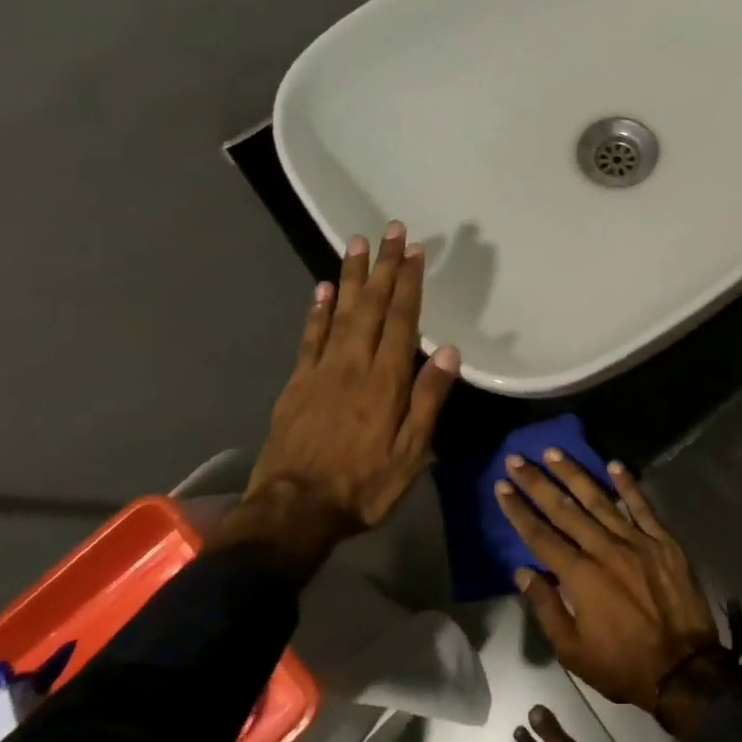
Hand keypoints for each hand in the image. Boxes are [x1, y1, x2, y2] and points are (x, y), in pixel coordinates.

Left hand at [219, 221, 459, 578]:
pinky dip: (318, 310)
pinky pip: (310, 337)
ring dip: (353, 276)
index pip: (401, 320)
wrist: (294, 510)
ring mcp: (321, 371)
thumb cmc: (363, 485)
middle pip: (372, 307)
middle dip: (385, 266)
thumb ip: (428, 399)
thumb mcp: (412, 452)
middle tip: (392, 230)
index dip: (410, 283)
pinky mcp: (297, 383)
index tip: (416, 251)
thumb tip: (448, 350)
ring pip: (341, 313)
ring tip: (358, 243)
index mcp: (386, 381)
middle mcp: (354, 365)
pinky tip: (325, 288)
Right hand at [495, 450, 718, 711]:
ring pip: (600, 499)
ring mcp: (636, 541)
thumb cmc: (622, 665)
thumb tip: (523, 571)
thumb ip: (546, 607)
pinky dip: (628, 484)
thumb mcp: (572, 650)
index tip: (502, 487)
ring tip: (554, 452)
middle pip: (565, 509)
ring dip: (575, 474)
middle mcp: (604, 549)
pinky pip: (643, 506)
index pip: (540, 535)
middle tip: (517, 459)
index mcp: (579, 576)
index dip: (519, 510)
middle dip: (538, 482)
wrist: (684, 669)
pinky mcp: (664, 541)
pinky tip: (614, 464)